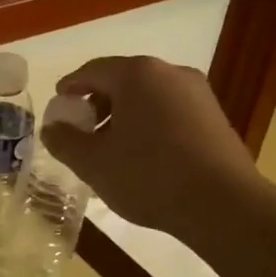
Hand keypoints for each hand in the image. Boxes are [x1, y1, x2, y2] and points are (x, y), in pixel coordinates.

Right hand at [41, 57, 261, 232]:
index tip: (59, 105)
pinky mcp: (215, 116)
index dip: (70, 87)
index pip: (92, 71)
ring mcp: (198, 93)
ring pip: (148, 96)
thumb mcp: (93, 163)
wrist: (224, 205)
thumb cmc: (149, 176)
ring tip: (111, 147)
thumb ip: (65, 141)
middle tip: (82, 130)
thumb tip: (52, 128)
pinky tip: (143, 155)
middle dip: (98, 103)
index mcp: (137, 74)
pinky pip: (170, 111)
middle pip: (122, 80)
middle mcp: (169, 73)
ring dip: (124, 115)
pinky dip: (150, 124)